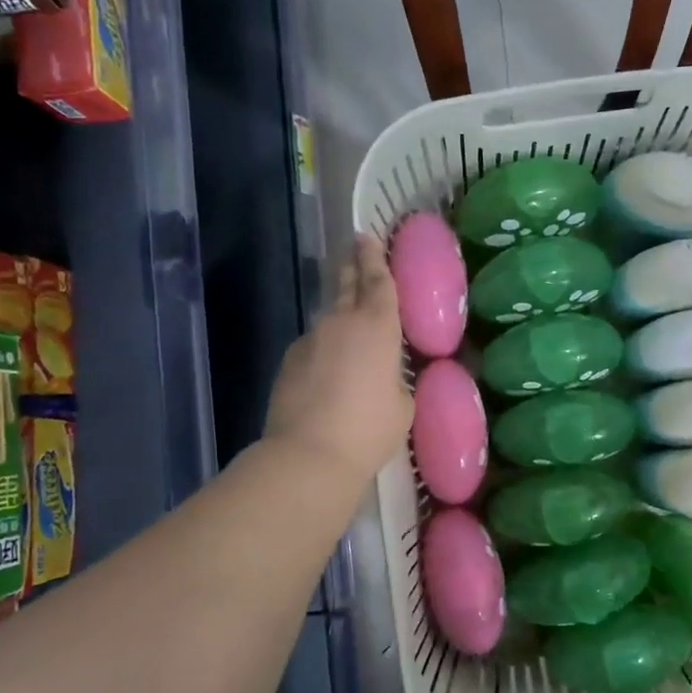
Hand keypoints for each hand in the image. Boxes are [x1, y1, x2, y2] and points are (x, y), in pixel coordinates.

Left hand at [264, 234, 413, 486]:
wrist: (308, 455)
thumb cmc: (369, 429)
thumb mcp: (403, 405)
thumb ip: (397, 380)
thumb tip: (387, 376)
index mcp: (377, 326)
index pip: (378, 280)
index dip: (375, 257)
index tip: (369, 237)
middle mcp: (340, 323)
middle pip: (345, 284)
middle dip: (352, 265)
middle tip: (355, 249)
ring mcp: (309, 341)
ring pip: (328, 319)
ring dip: (340, 318)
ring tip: (351, 332)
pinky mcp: (288, 363)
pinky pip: (313, 348)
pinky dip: (324, 351)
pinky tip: (330, 374)